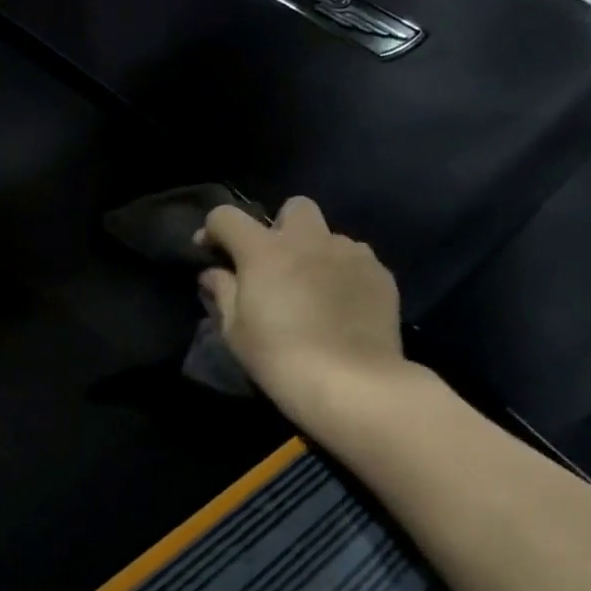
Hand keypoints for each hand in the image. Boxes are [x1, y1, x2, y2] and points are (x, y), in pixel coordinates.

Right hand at [195, 195, 414, 423]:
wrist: (352, 383)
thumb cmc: (279, 357)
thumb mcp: (235, 331)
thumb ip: (222, 292)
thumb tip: (214, 273)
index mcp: (264, 251)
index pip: (227, 216)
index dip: (213, 230)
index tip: (210, 252)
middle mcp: (308, 240)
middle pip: (293, 207)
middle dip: (279, 226)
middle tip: (274, 263)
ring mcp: (349, 252)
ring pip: (328, 235)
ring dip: (314, 251)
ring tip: (312, 287)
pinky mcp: (380, 272)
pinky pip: (355, 258)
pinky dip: (342, 272)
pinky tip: (340, 303)